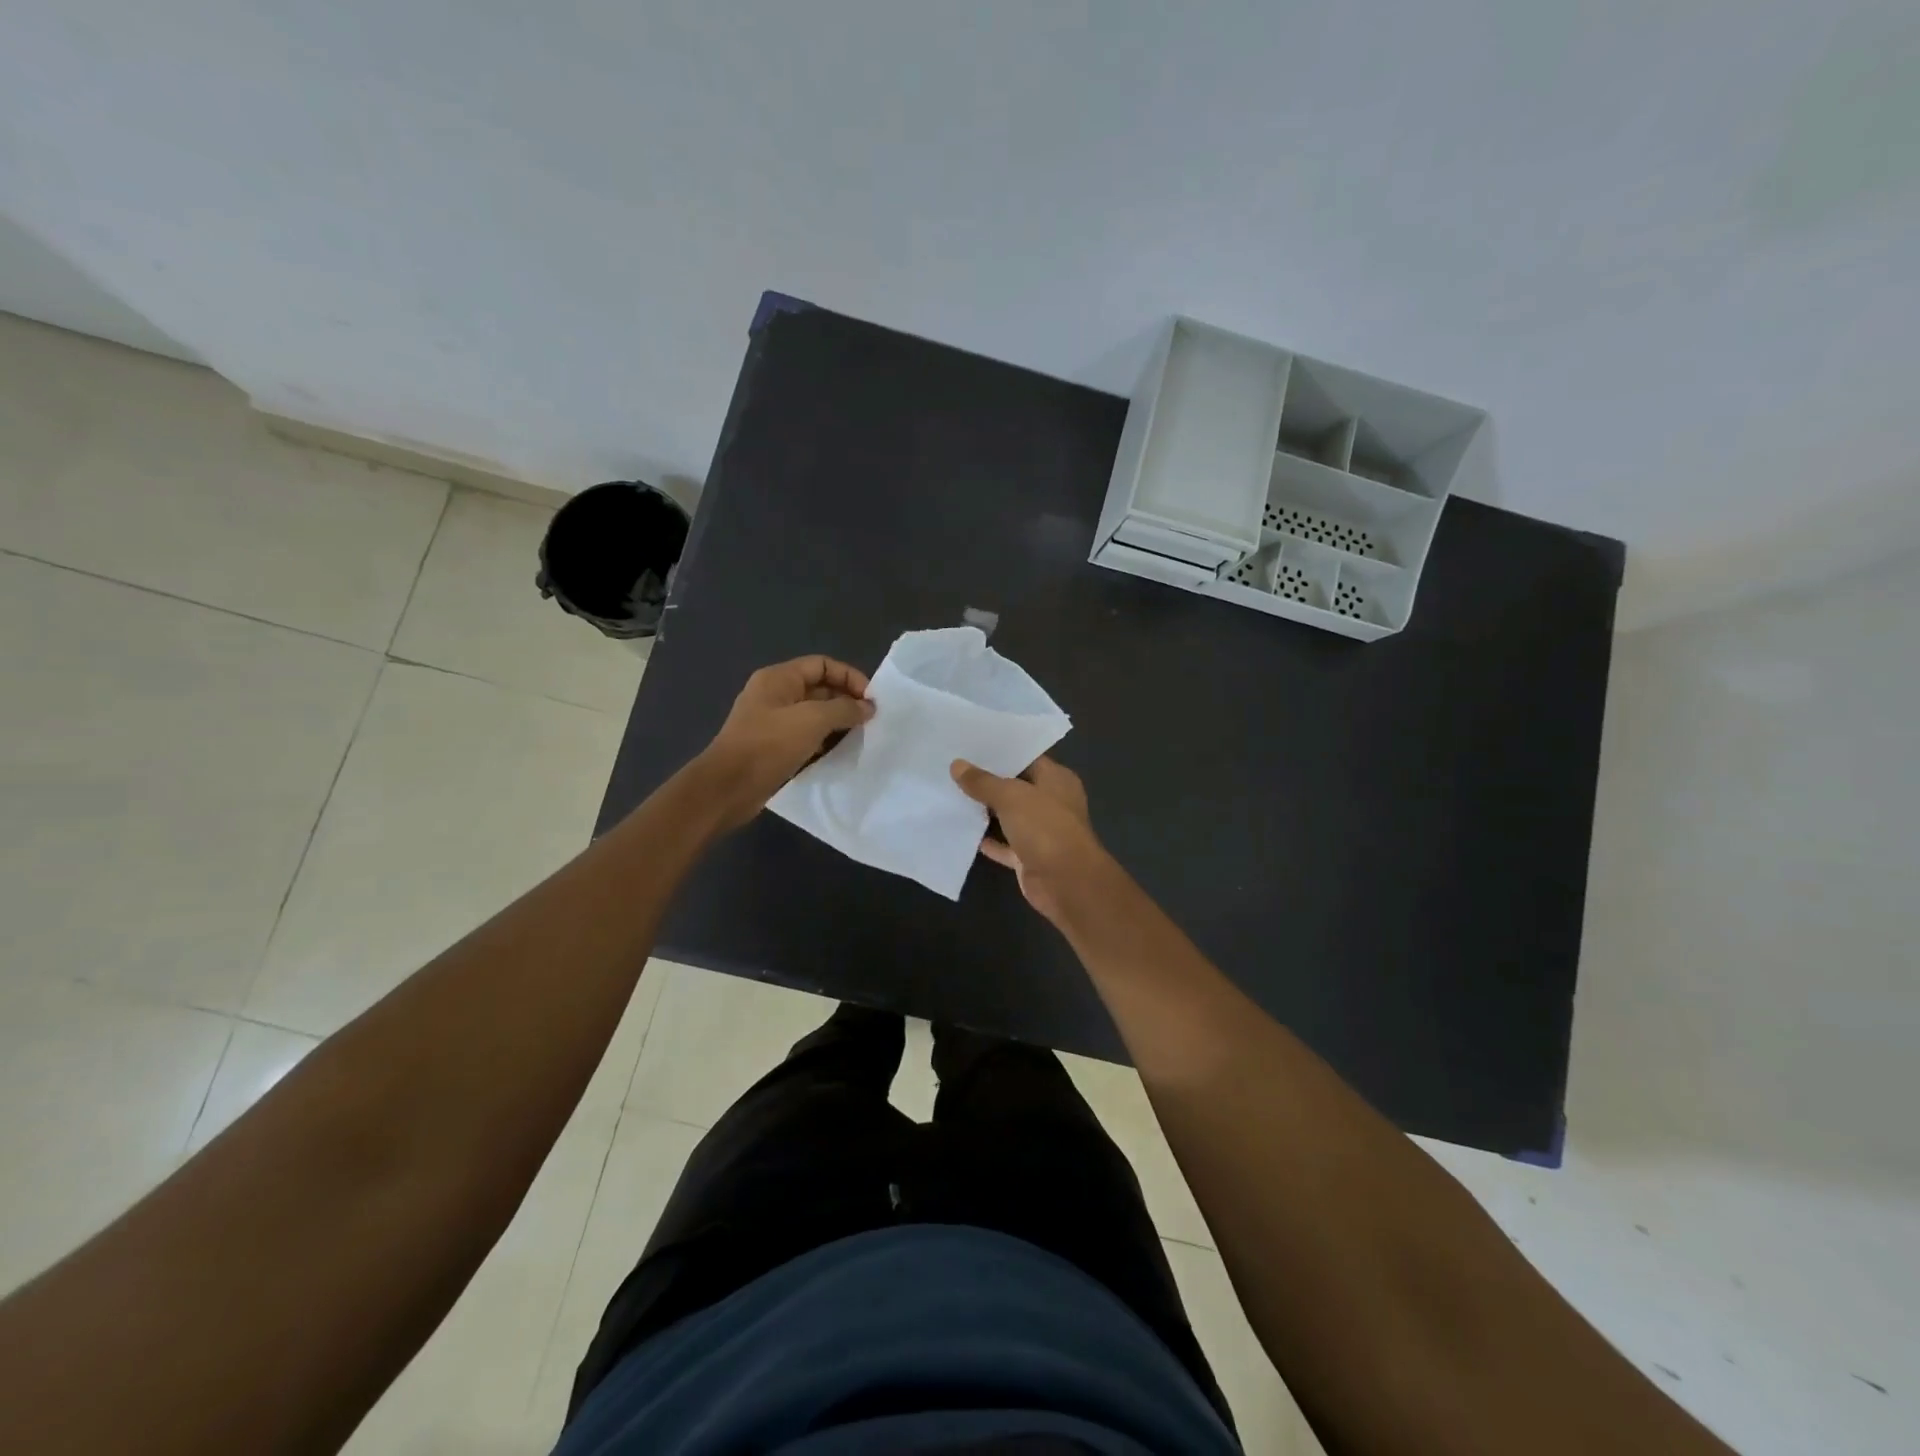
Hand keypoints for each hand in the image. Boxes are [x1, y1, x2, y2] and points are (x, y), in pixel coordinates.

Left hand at [699, 655, 873, 827]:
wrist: (728, 787)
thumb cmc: (769, 745)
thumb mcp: (812, 720)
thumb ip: (844, 709)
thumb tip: (868, 707)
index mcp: (779, 678)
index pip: (823, 665)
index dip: (850, 677)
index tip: (872, 700)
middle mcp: (775, 695)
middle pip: (819, 688)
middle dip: (846, 701)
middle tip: (871, 721)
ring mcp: (773, 722)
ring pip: (814, 715)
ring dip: (838, 723)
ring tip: (861, 737)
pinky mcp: (773, 747)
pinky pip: (806, 737)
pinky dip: (824, 742)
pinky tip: (840, 754)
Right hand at [950, 756, 1113, 927]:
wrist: (1066, 882)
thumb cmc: (1045, 827)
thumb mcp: (1011, 796)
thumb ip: (983, 782)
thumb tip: (957, 764)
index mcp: (1056, 779)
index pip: (1026, 758)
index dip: (1000, 753)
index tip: (969, 746)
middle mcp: (1051, 802)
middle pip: (1016, 787)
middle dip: (988, 781)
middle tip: (953, 768)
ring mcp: (1041, 831)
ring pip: (1009, 817)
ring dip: (985, 811)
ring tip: (951, 794)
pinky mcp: (1029, 857)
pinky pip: (1005, 844)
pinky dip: (988, 840)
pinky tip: (962, 830)